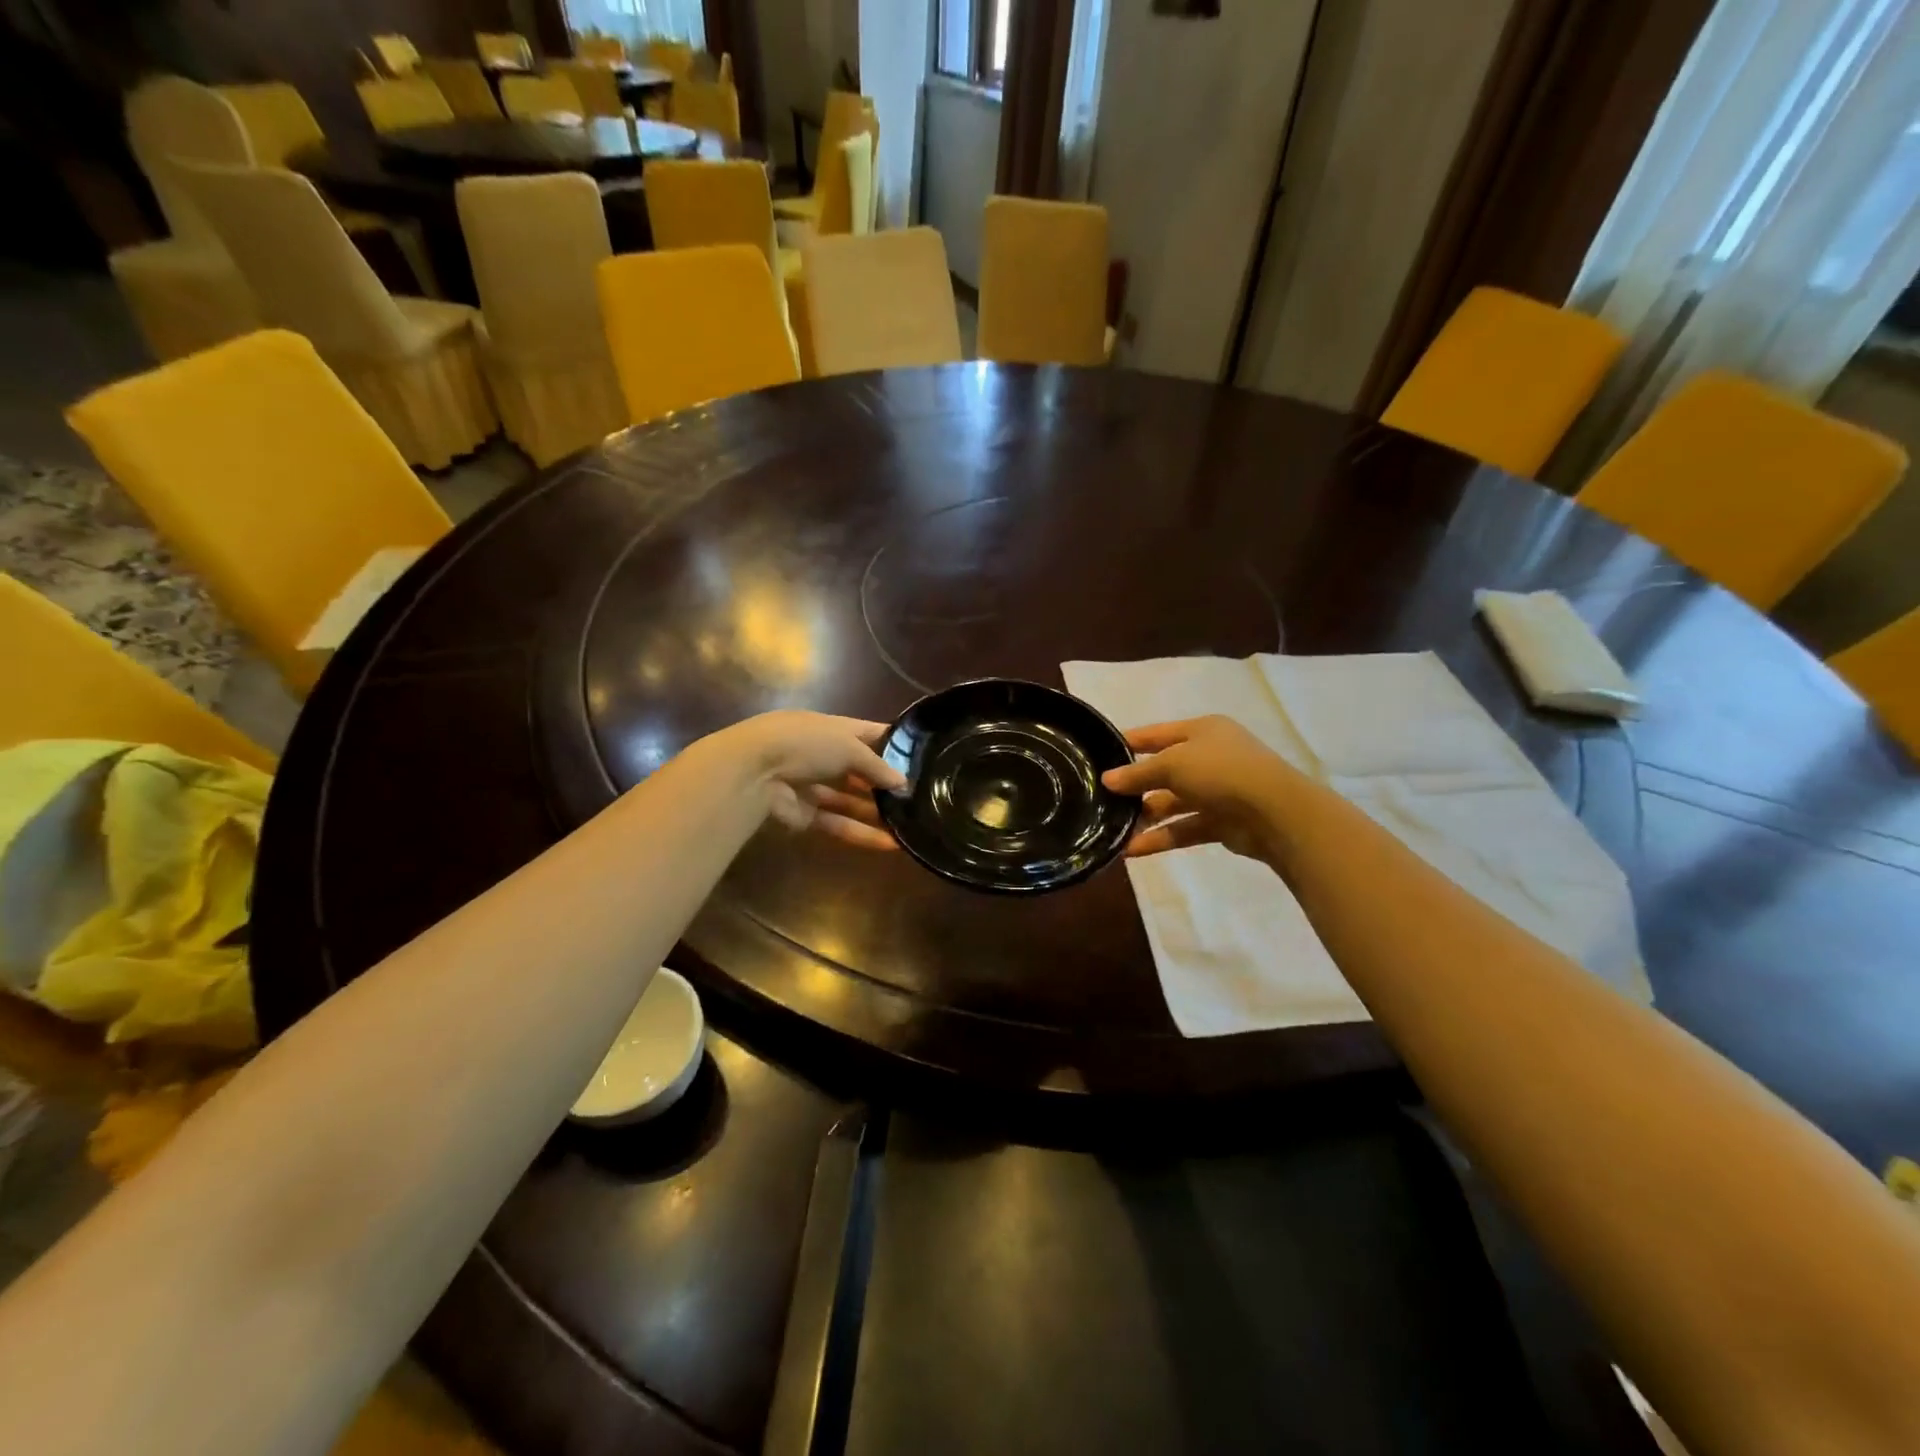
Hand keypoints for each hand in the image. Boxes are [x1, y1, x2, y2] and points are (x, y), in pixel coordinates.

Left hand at [702, 710, 906, 850]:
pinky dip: (861, 832)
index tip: (921, 755)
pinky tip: (890, 843)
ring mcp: (813, 785)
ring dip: (876, 812)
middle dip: (884, 782)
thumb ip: (878, 767)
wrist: (753, 771)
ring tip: (910, 823)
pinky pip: (837, 823)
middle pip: (860, 769)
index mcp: (833, 729)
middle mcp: (824, 754)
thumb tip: (903, 784)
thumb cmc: (806, 745)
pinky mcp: (805, 814)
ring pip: (850, 800)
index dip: (893, 742)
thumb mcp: (850, 748)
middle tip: (919, 795)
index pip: (869, 733)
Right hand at [1100, 716, 1303, 863]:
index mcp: (1201, 731)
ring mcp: (1217, 791)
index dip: (1128, 743)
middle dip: (1135, 787)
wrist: (1275, 812)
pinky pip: (1184, 828)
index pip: (1156, 734)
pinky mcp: (1221, 822)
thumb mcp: (1172, 764)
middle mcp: (1209, 757)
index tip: (1098, 755)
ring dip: (1144, 817)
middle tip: (1101, 799)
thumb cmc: (1220, 772)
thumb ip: (1138, 773)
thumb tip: (1107, 779)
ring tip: (1112, 830)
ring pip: (1172, 803)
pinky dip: (1160, 838)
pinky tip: (1132, 850)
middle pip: (1163, 771)